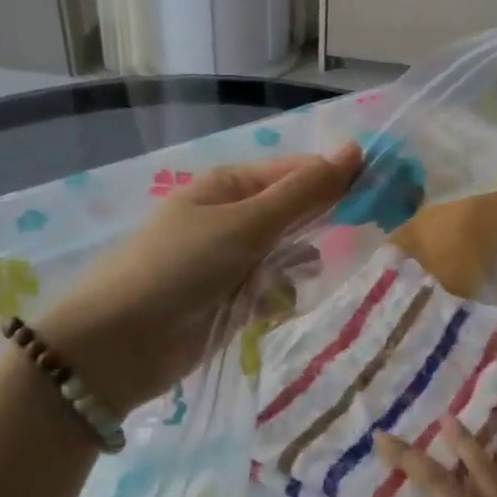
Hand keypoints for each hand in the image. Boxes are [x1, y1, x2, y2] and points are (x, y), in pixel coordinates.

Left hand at [37, 145, 360, 413]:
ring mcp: (232, 259)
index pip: (298, 172)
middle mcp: (233, 216)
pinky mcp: (232, 299)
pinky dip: (279, 295)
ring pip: (290, 252)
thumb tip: (356, 150)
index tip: (380, 195)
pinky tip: (273, 306)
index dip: (337, 180)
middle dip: (321, 224)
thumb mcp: (245, 224)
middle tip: (358, 235)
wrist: (116, 346)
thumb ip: (303, 192)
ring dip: (299, 265)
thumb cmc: (179, 269)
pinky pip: (274, 287)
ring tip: (292, 279)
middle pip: (295, 211)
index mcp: (231, 186)